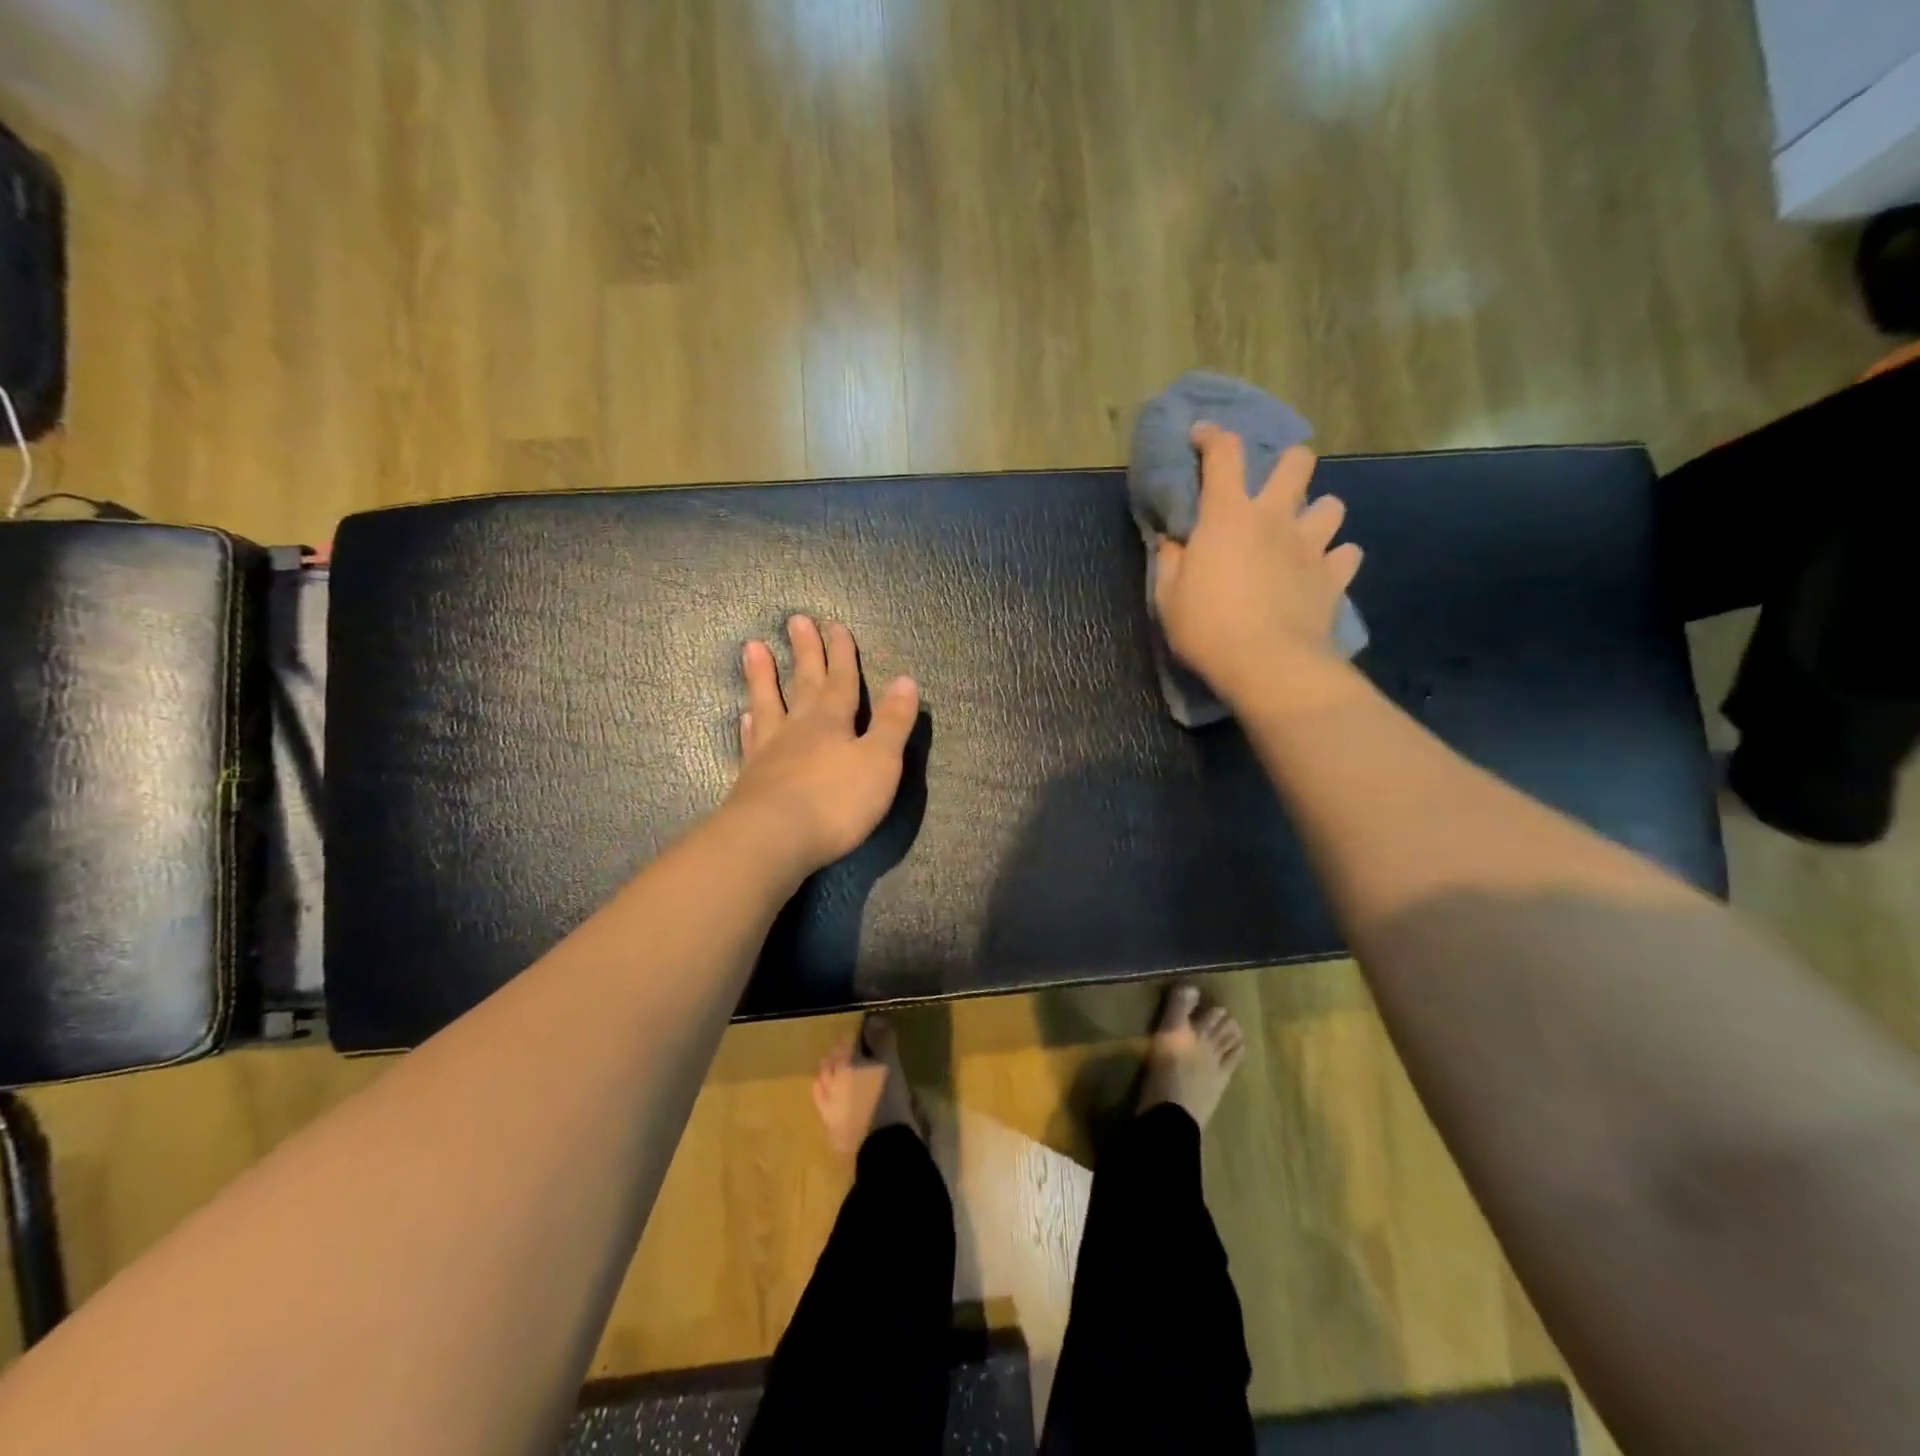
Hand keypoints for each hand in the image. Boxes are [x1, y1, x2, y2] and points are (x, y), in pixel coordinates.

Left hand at [723, 615, 919, 876]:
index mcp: (833, 721)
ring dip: (763, 676)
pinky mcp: (751, 777)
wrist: (773, 839)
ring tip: (752, 647)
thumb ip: (892, 722)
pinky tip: (745, 715)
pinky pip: (751, 740)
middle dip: (805, 652)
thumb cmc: (836, 801)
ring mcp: (771, 751)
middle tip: (796, 620)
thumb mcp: (880, 762)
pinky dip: (750, 724)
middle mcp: (799, 727)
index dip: (841, 653)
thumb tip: (906, 680)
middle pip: (804, 682)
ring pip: (768, 703)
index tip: (834, 625)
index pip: (841, 680)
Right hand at [1154, 423, 1363, 712]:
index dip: (1212, 436)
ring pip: (1332, 505)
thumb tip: (1174, 541)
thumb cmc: (1207, 628)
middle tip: (1271, 490)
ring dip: (1316, 514)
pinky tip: (1321, 573)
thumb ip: (1171, 561)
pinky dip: (1335, 560)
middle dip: (1286, 465)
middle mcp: (1275, 518)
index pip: (1223, 454)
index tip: (1201, 435)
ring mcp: (1311, 545)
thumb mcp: (1168, 598)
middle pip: (1297, 462)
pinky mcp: (1334, 577)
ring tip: (1301, 534)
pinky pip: (1347, 555)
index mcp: (1228, 516)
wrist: (1267, 663)